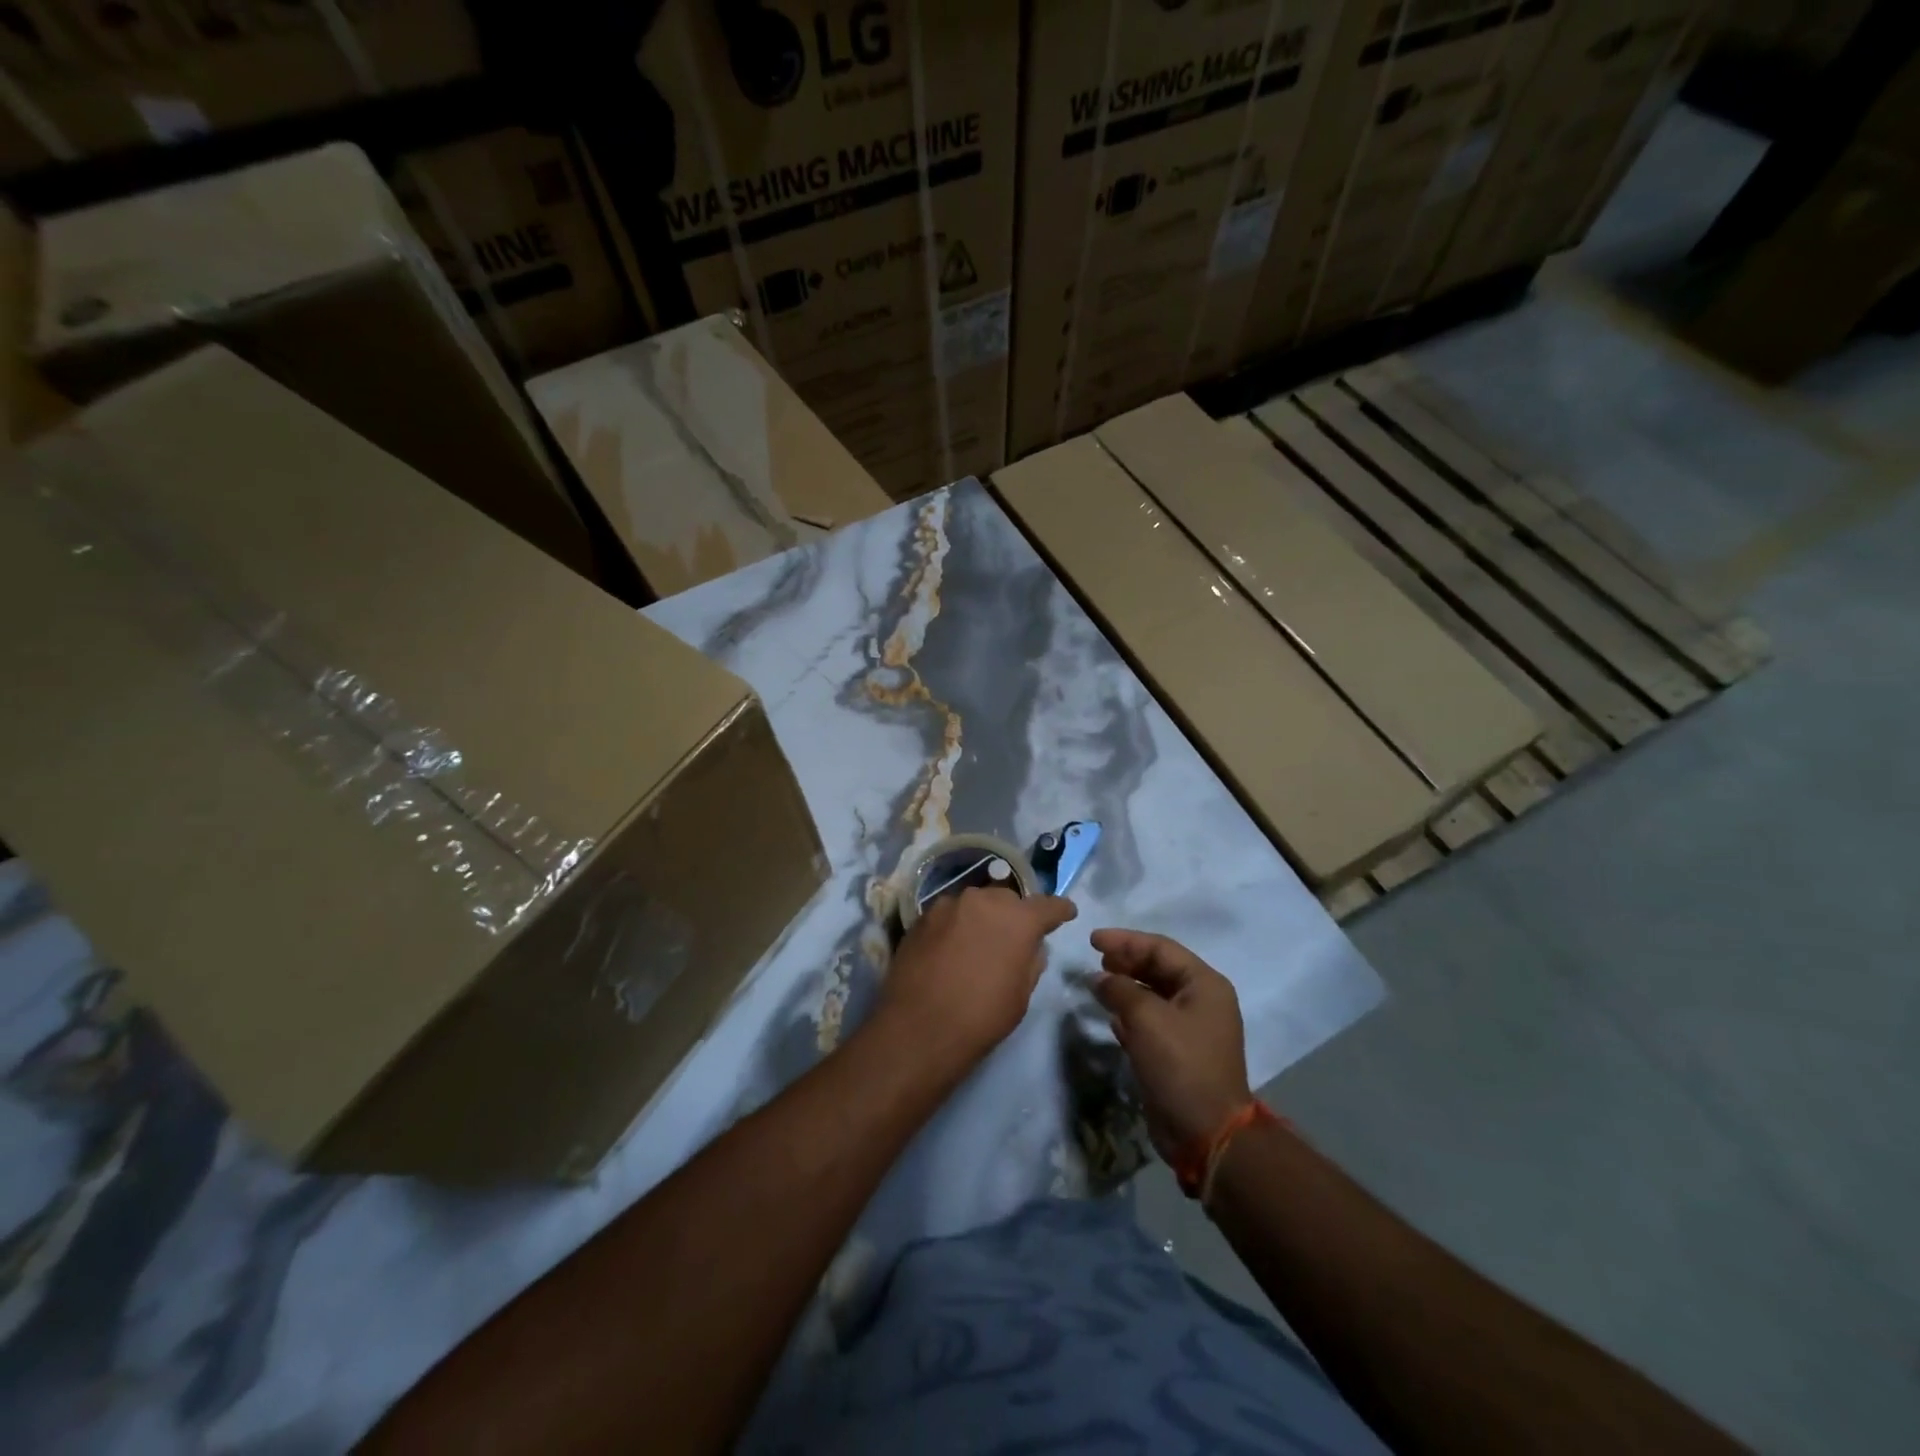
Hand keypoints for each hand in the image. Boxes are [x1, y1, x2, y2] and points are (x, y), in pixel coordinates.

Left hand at [879, 888, 1077, 1073]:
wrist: (919, 1028)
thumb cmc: (981, 1017)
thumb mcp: (1021, 994)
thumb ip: (1031, 961)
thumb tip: (1031, 945)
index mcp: (1017, 919)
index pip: (1048, 905)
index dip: (1060, 910)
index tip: (1066, 914)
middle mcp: (983, 900)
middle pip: (1008, 899)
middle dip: (1015, 914)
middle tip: (1014, 937)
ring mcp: (949, 905)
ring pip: (975, 904)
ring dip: (982, 918)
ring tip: (978, 943)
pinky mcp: (922, 916)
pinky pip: (949, 915)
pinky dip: (956, 926)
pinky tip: (951, 949)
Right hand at [1091, 930, 1252, 1162]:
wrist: (1205, 1133)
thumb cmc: (1180, 1064)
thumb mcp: (1146, 1018)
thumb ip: (1119, 989)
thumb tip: (1098, 978)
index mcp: (1204, 985)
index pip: (1161, 948)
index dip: (1125, 940)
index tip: (1092, 940)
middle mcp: (1202, 1001)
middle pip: (1158, 969)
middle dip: (1126, 962)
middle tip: (1095, 960)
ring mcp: (1192, 1029)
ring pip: (1153, 996)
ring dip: (1125, 989)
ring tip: (1097, 985)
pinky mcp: (1179, 1054)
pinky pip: (1151, 1023)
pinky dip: (1131, 1016)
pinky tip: (1111, 1018)